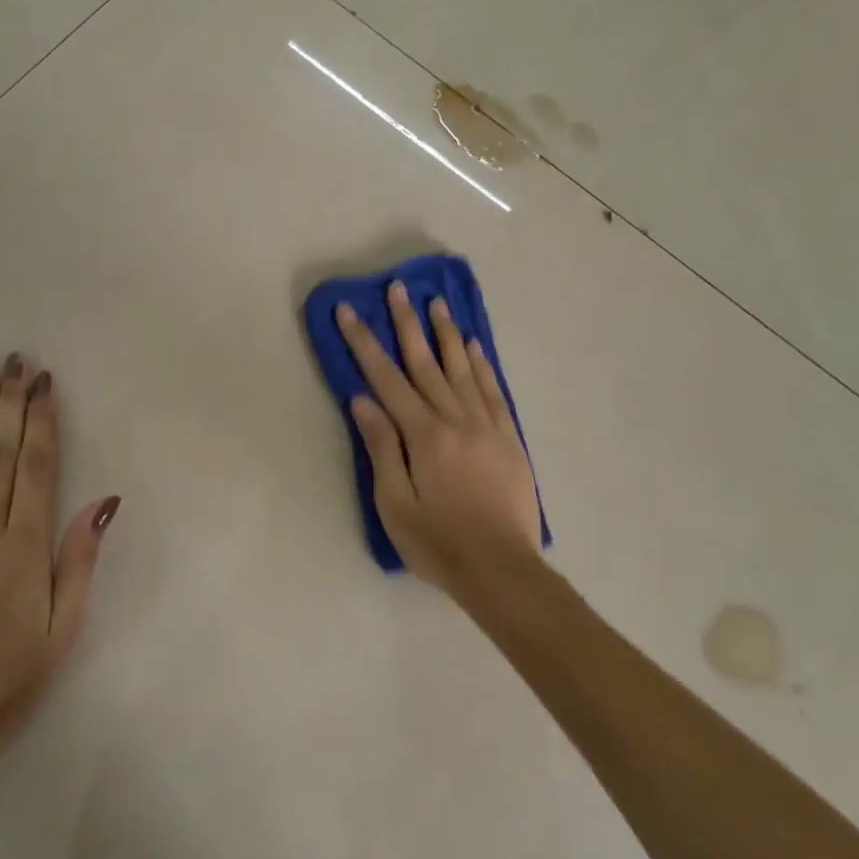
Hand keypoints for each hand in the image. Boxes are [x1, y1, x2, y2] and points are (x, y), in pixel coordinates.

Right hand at [335, 282, 540, 597]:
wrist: (503, 571)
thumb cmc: (438, 543)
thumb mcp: (395, 504)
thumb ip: (381, 447)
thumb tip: (362, 400)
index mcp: (424, 435)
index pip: (386, 379)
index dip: (365, 343)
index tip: (349, 311)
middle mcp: (456, 419)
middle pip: (426, 363)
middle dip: (407, 323)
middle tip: (398, 288)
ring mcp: (487, 426)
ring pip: (462, 368)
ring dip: (446, 333)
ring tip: (436, 302)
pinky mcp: (508, 438)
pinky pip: (493, 391)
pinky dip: (481, 364)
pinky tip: (473, 345)